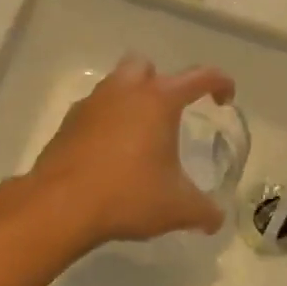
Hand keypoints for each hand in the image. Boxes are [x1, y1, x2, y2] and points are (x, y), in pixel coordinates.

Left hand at [27, 56, 234, 248]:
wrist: (61, 205)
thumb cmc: (128, 195)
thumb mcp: (178, 208)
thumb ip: (205, 211)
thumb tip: (215, 219)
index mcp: (158, 100)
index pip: (199, 77)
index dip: (219, 83)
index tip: (225, 99)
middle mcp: (124, 91)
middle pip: (144, 66)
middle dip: (160, 82)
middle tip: (168, 115)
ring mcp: (91, 104)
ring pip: (114, 85)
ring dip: (130, 101)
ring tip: (139, 137)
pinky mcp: (67, 124)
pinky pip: (93, 112)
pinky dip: (105, 123)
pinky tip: (110, 155)